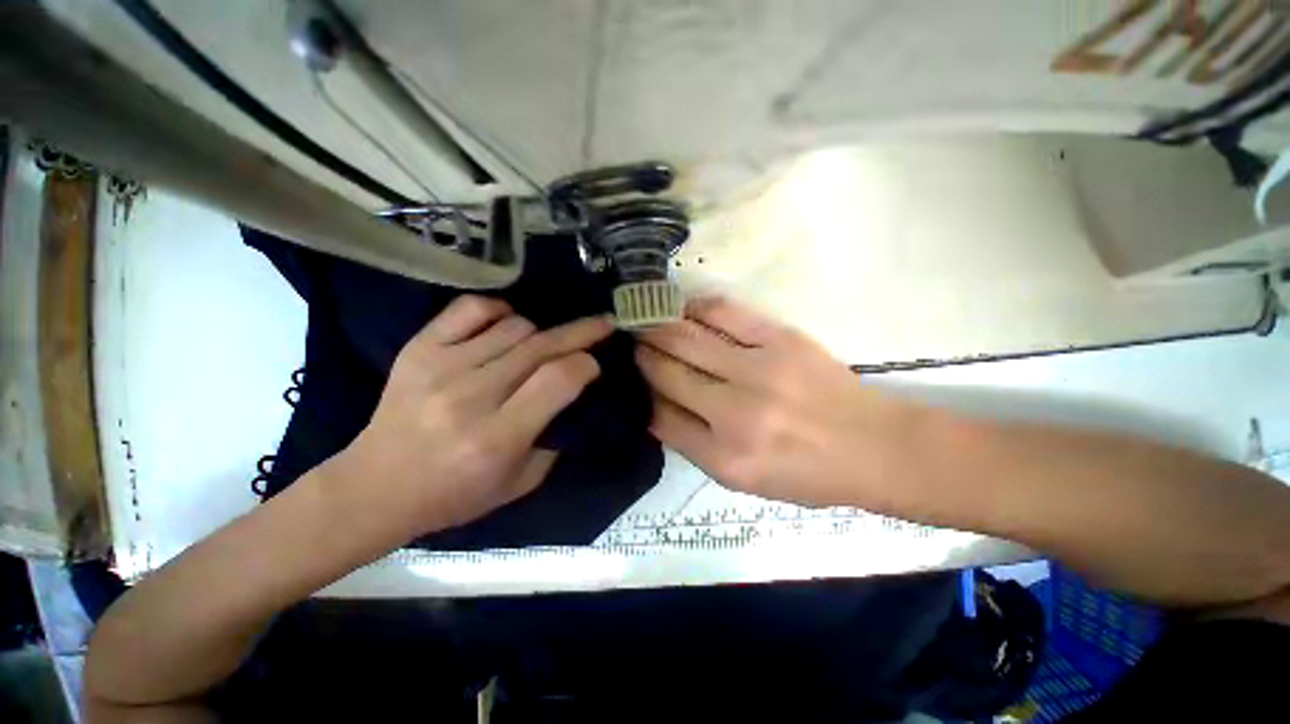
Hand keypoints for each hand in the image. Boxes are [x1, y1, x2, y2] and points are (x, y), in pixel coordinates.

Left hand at [323, 295, 610, 540]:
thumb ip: (554, 437)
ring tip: (541, 347)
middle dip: (581, 333)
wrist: (374, 488)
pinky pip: (470, 309)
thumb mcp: (521, 483)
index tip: (594, 364)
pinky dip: (498, 310)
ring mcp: (440, 367)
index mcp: (498, 437)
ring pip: (514, 327)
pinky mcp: (418, 350)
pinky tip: (507, 323)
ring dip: (539, 333)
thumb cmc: (455, 494)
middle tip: (602, 325)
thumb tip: (574, 392)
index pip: (558, 379)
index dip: (586, 364)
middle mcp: (471, 396)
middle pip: (540, 346)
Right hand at [637, 297, 931, 512]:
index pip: (659, 417)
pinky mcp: (781, 340)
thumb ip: (694, 444)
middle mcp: (734, 414)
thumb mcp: (742, 479)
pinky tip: (682, 309)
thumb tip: (656, 404)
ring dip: (657, 327)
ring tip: (644, 321)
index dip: (639, 395)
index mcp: (724, 459)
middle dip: (641, 355)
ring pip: (685, 339)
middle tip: (629, 343)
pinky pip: (723, 313)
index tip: (631, 379)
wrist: (874, 448)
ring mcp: (758, 371)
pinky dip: (695, 308)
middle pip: (666, 373)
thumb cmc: (807, 473)